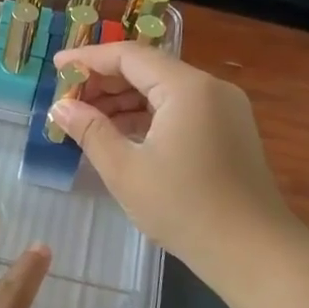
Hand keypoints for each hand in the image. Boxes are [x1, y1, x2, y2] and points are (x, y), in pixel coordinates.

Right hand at [50, 41, 297, 276]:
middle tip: (66, 100)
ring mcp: (224, 110)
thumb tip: (60, 107)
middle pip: (148, 69)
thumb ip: (90, 131)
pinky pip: (180, 110)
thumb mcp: (125, 170)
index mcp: (187, 88)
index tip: (55, 66)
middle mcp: (210, 89)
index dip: (88, 59)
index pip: (129, 56)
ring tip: (86, 120)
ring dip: (124, 101)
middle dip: (104, 81)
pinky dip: (147, 116)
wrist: (252, 251)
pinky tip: (120, 135)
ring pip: (164, 91)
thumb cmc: (183, 208)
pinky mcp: (228, 131)